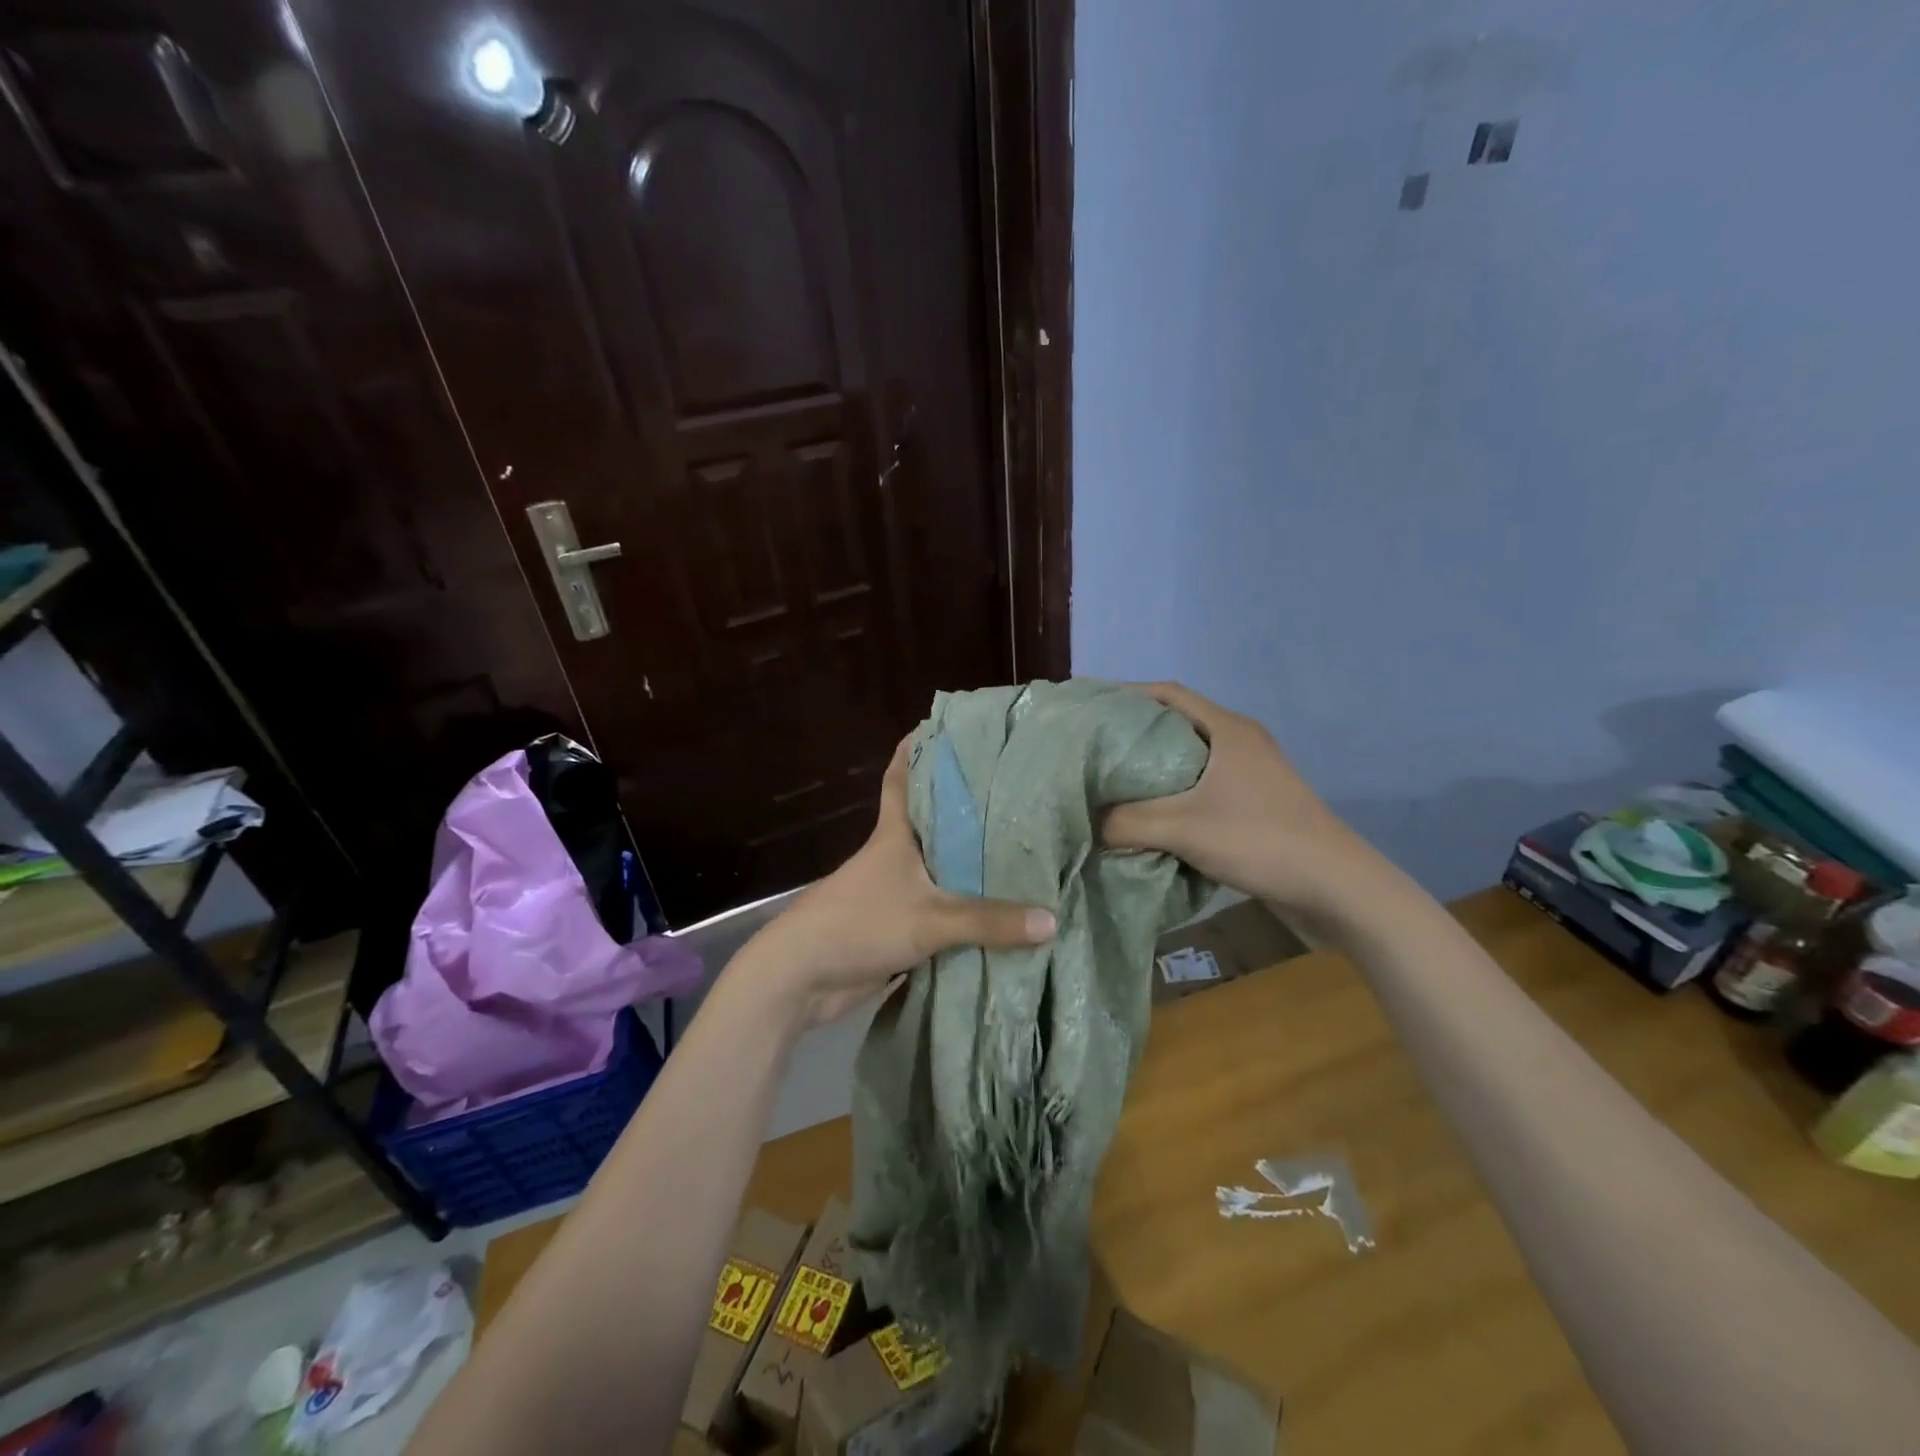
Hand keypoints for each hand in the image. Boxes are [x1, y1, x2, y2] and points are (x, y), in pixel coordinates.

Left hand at [745, 736, 1056, 1025]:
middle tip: (1013, 790)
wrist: (801, 979)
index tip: (945, 727)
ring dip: (970, 861)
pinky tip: (1000, 909)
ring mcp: (895, 892)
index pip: (902, 778)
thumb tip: (1052, 920)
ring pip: (941, 867)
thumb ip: (989, 921)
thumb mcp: (929, 919)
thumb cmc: (859, 924)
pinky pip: (941, 910)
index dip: (917, 749)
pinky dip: (966, 908)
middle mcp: (895, 855)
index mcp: (894, 834)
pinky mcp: (897, 926)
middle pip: (932, 821)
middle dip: (965, 807)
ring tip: (1020, 847)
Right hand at [1104, 682, 1381, 915]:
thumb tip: (1085, 823)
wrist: (1334, 887)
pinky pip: (1202, 784)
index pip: (1168, 693)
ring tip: (1112, 780)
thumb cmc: (1259, 840)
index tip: (1090, 707)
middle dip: (1133, 731)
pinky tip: (1149, 813)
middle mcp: (1240, 742)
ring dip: (1153, 765)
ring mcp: (1251, 772)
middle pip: (1176, 722)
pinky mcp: (1255, 802)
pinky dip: (1172, 791)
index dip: (1126, 693)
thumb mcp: (1183, 829)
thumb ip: (1127, 823)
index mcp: (1227, 729)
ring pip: (1189, 756)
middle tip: (1092, 747)